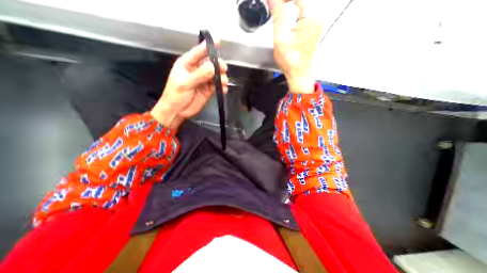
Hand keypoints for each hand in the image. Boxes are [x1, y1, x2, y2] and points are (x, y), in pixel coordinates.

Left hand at [151, 42, 228, 128]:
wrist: (177, 111)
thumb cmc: (175, 95)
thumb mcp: (185, 83)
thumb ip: (199, 75)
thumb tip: (213, 67)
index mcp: (187, 64)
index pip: (198, 52)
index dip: (208, 47)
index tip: (218, 41)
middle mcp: (197, 71)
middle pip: (211, 64)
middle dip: (218, 65)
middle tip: (223, 70)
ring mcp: (204, 81)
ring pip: (216, 75)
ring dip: (222, 77)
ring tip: (223, 82)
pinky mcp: (209, 90)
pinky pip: (218, 86)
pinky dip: (222, 87)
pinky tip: (223, 89)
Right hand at [266, 0, 321, 93]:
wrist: (299, 75)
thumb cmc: (291, 61)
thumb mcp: (280, 39)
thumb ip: (277, 16)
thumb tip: (274, 0)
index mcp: (311, 18)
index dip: (284, 0)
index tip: (275, 3)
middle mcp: (317, 19)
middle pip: (301, 1)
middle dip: (286, 3)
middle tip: (275, 8)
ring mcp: (316, 26)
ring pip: (303, 8)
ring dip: (290, 10)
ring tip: (280, 17)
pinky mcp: (314, 31)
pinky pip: (304, 17)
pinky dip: (295, 17)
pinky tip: (288, 25)